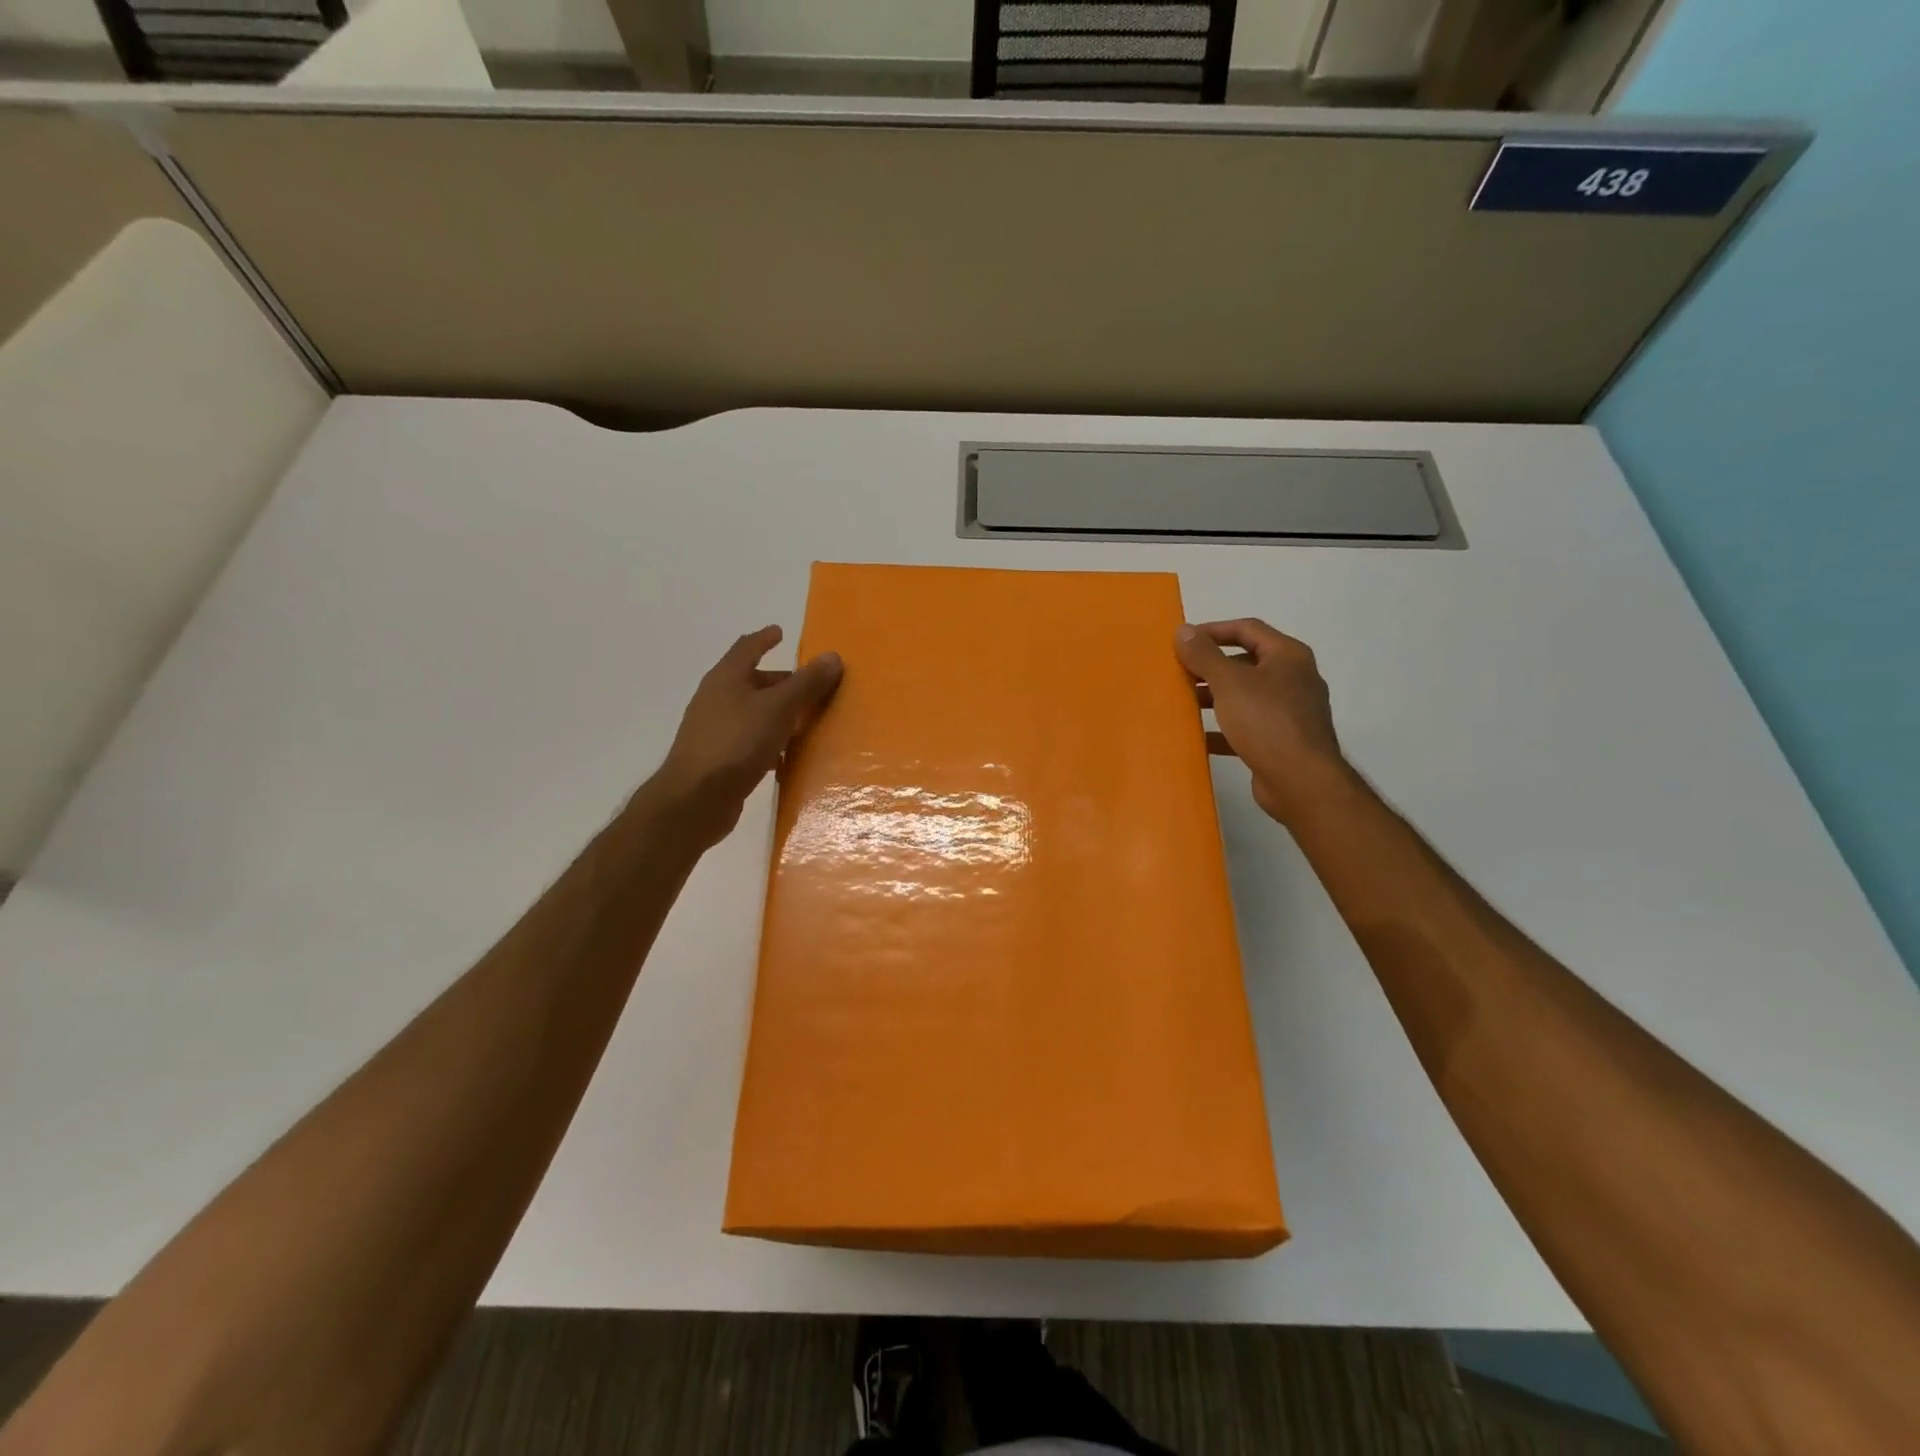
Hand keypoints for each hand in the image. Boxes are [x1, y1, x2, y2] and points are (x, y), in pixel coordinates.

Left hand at [651, 626, 842, 846]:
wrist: (696, 799)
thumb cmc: (737, 742)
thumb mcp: (779, 708)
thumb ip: (806, 683)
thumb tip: (832, 656)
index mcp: (727, 678)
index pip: (747, 647)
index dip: (764, 638)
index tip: (780, 632)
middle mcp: (717, 699)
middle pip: (752, 681)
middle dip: (780, 681)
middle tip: (810, 686)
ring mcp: (715, 730)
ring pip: (753, 713)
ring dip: (778, 714)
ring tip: (806, 721)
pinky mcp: (719, 759)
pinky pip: (751, 742)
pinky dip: (770, 743)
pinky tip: (788, 757)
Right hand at [1175, 619, 1350, 825]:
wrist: (1301, 781)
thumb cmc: (1267, 722)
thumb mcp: (1230, 683)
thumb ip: (1204, 655)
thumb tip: (1183, 630)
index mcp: (1287, 656)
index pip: (1247, 629)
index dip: (1213, 630)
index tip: (1183, 641)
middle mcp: (1293, 679)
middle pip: (1245, 662)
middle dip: (1210, 666)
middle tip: (1180, 672)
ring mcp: (1289, 712)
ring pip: (1245, 696)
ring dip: (1214, 697)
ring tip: (1183, 703)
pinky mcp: (1281, 741)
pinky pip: (1246, 726)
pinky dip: (1223, 729)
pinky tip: (1198, 737)